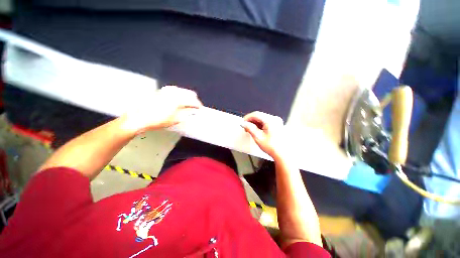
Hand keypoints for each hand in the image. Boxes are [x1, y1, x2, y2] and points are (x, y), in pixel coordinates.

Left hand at [123, 86, 202, 133]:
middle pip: (190, 94)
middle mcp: (174, 92)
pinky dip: (181, 94)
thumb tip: (194, 111)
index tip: (200, 109)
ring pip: (183, 91)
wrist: (139, 117)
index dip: (198, 105)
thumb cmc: (158, 120)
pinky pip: (176, 90)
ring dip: (188, 97)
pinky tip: (180, 100)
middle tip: (195, 107)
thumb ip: (187, 113)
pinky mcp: (162, 90)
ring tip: (188, 104)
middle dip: (194, 100)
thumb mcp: (175, 119)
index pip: (193, 101)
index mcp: (178, 100)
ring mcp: (168, 90)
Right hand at [241, 111, 284, 159]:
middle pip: (259, 116)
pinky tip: (257, 130)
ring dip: (255, 123)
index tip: (243, 122)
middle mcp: (275, 119)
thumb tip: (244, 123)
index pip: (256, 114)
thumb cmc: (273, 147)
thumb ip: (249, 128)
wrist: (282, 154)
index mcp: (271, 120)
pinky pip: (266, 122)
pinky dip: (260, 125)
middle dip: (251, 121)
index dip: (247, 117)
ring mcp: (276, 122)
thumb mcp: (258, 137)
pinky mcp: (276, 125)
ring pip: (262, 119)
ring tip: (250, 130)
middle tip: (245, 126)